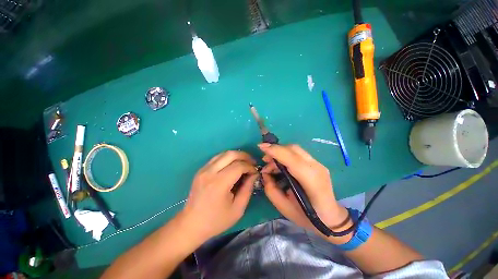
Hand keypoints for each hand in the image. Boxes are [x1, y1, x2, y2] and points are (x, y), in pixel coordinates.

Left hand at [180, 151, 257, 242]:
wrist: (191, 224)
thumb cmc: (216, 220)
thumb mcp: (237, 209)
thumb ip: (247, 189)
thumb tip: (254, 174)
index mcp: (219, 183)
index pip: (239, 166)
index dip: (250, 167)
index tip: (255, 172)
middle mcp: (210, 172)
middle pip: (231, 154)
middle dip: (244, 156)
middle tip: (252, 162)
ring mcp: (203, 170)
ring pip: (223, 153)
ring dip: (236, 155)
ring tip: (244, 162)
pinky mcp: (201, 170)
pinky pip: (217, 158)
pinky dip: (227, 158)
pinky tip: (233, 165)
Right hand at [259, 143, 348, 238]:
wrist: (331, 217)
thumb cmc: (307, 217)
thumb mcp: (284, 208)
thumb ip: (271, 190)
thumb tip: (265, 174)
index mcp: (311, 182)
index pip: (293, 160)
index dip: (276, 151)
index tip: (261, 147)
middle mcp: (316, 168)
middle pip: (293, 150)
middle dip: (276, 149)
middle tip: (264, 159)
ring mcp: (318, 164)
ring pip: (295, 149)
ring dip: (280, 152)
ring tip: (270, 164)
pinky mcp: (316, 163)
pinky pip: (298, 153)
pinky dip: (286, 154)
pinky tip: (280, 164)